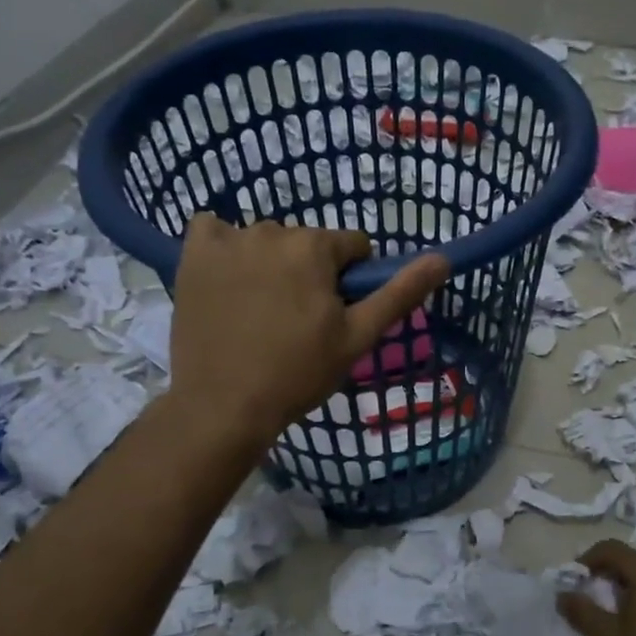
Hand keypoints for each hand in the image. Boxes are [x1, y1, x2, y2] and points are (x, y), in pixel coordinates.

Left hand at [167, 216, 450, 450]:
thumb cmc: (297, 374)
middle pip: (308, 244)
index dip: (351, 282)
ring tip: (260, 313)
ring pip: (266, 242)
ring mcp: (227, 241)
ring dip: (270, 265)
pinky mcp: (192, 256)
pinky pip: (213, 231)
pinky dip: (223, 248)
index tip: (335, 316)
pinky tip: (226, 280)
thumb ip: (399, 293)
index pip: (353, 247)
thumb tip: (442, 258)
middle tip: (298, 323)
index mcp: (314, 247)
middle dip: (310, 274)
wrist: (224, 406)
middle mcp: (270, 230)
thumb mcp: (358, 338)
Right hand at [557, 540, 635, 635]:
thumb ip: (582, 612)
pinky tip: (634, 628)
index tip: (572, 581)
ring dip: (623, 589)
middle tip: (586, 597)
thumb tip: (562, 595)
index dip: (586, 559)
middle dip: (604, 575)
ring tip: (607, 614)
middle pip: (630, 561)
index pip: (611, 549)